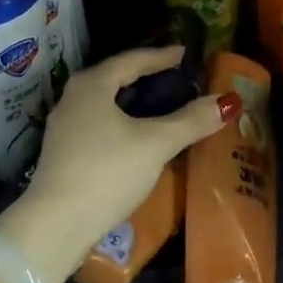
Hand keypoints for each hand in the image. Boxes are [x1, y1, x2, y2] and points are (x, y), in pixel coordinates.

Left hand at [0, 46, 237, 282]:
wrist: (53, 228)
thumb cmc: (106, 173)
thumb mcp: (154, 144)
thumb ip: (190, 121)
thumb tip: (228, 101)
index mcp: (93, 84)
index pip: (132, 59)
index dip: (160, 56)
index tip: (183, 54)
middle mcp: (73, 97)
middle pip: (115, 77)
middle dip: (145, 76)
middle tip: (174, 77)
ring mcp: (63, 127)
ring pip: (105, 103)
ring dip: (132, 101)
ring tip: (159, 106)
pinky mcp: (61, 154)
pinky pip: (98, 124)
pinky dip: (121, 122)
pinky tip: (135, 138)